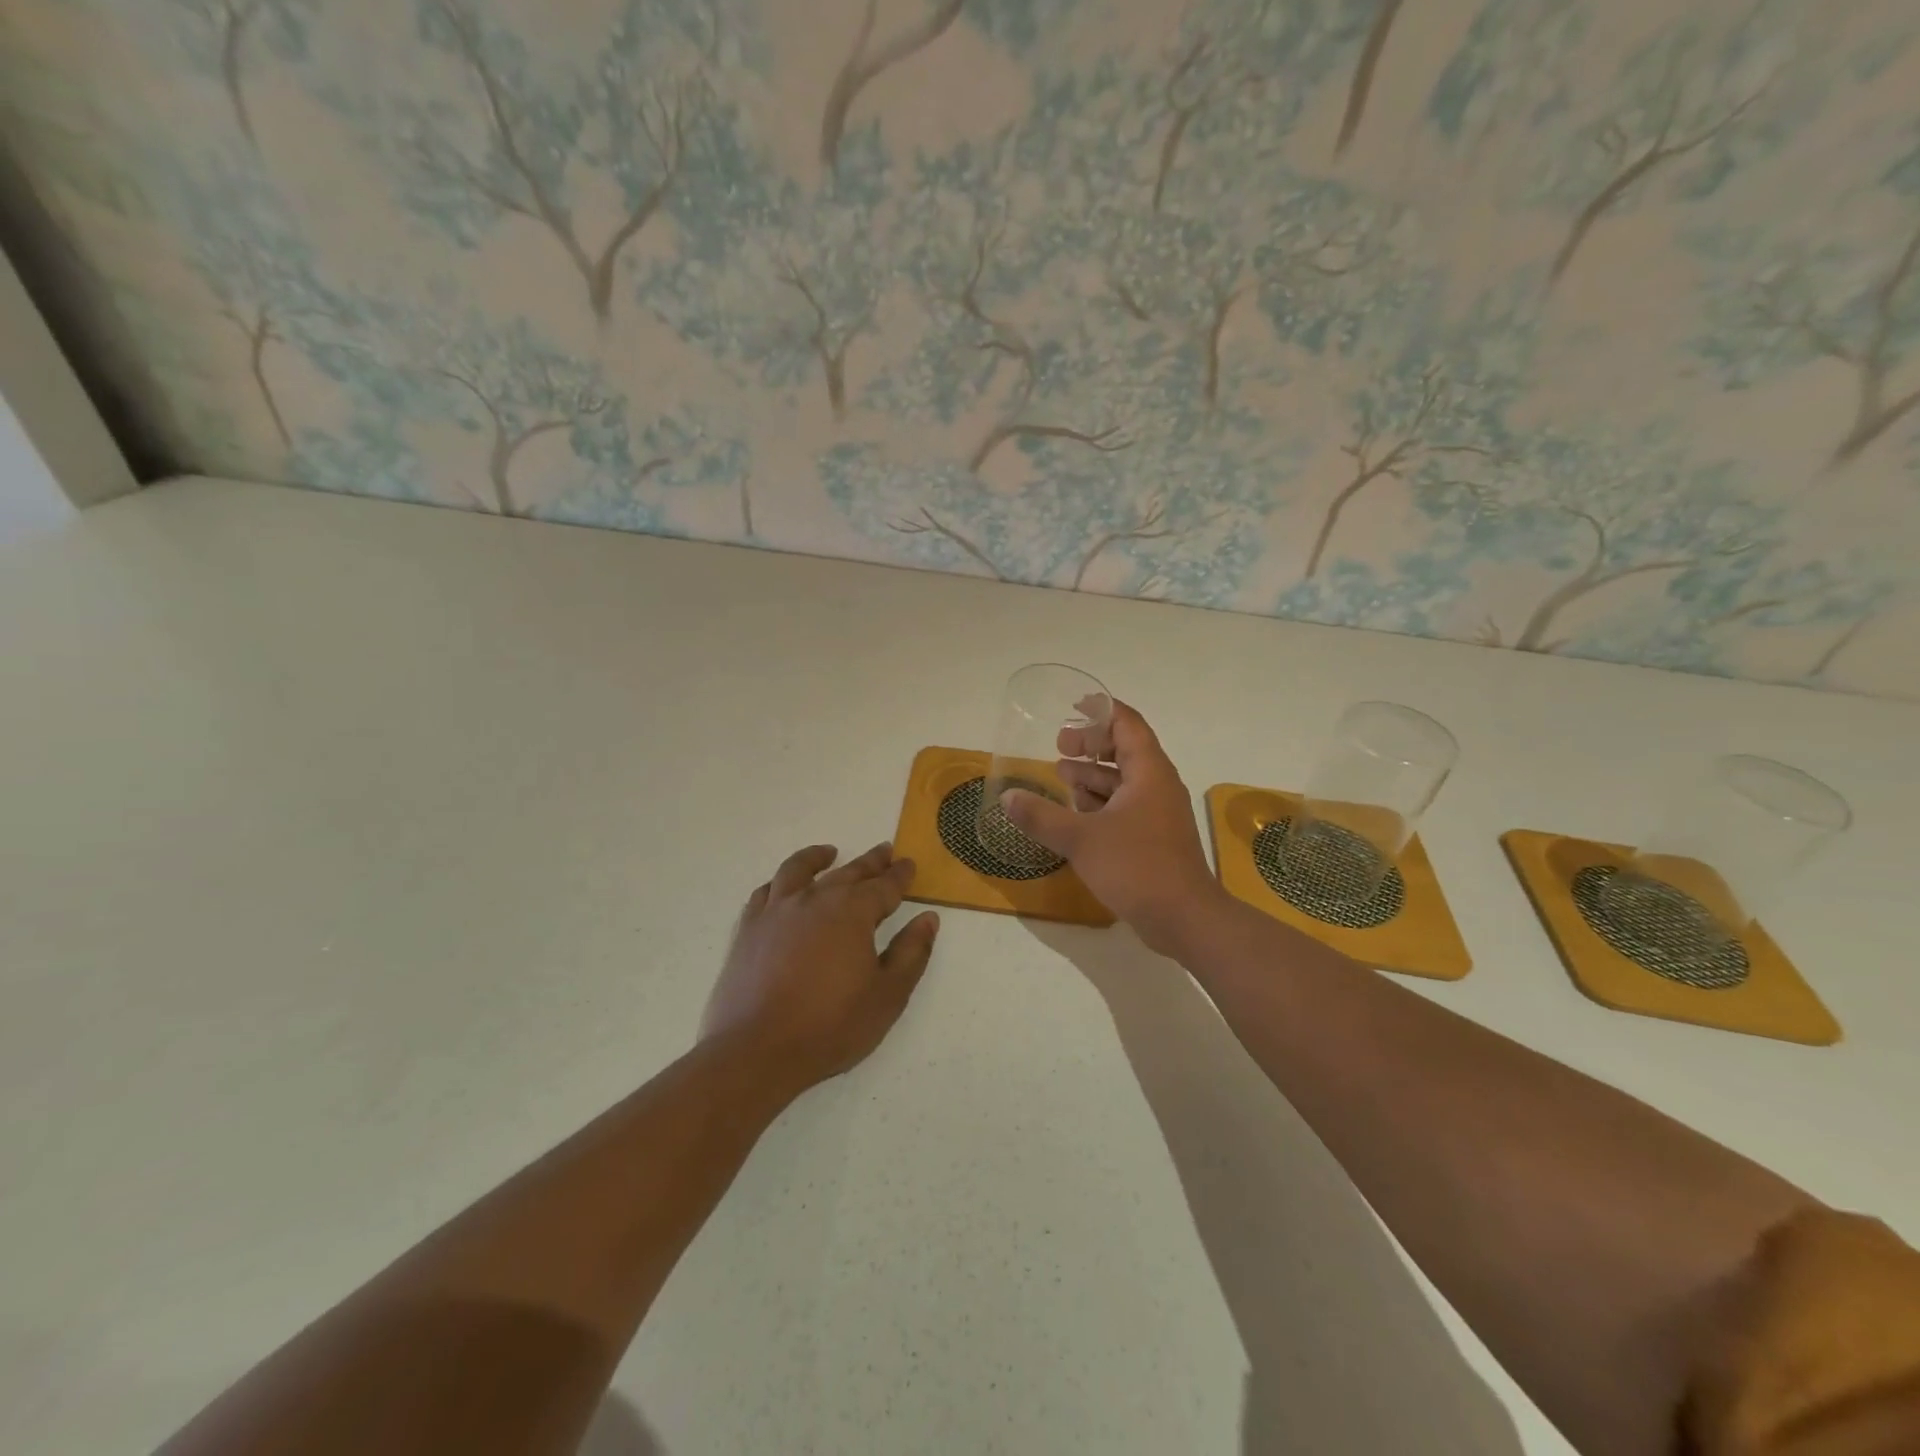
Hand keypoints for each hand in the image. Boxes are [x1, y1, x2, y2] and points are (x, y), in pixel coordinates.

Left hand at [703, 843, 939, 1093]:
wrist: (756, 1051)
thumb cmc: (831, 1026)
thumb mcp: (888, 995)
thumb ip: (911, 953)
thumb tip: (928, 918)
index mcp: (853, 912)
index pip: (884, 885)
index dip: (900, 875)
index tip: (909, 864)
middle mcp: (815, 899)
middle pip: (848, 872)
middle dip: (870, 862)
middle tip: (884, 852)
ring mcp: (777, 911)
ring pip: (799, 870)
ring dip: (818, 858)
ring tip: (829, 852)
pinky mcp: (749, 929)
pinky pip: (765, 892)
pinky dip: (779, 883)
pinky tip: (783, 887)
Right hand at [1001, 701, 1226, 955]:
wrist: (1184, 918)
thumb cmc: (1136, 867)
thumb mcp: (1080, 839)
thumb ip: (1041, 816)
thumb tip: (1008, 797)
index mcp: (1148, 772)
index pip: (1127, 723)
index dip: (1102, 710)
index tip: (1075, 705)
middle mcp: (1157, 785)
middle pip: (1125, 749)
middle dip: (1091, 744)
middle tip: (1059, 745)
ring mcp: (1158, 813)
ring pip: (1124, 781)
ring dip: (1093, 775)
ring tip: (1061, 774)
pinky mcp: (1154, 838)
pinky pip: (1126, 806)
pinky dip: (1101, 802)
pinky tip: (1076, 813)